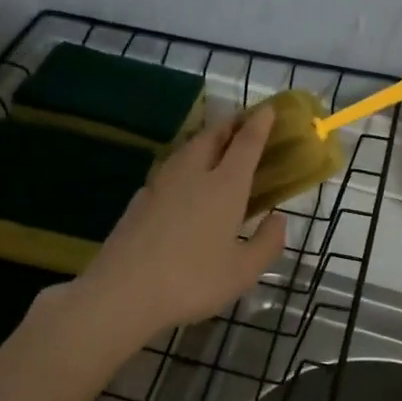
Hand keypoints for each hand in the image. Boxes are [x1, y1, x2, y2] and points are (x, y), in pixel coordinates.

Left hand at [70, 106, 287, 337]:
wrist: (124, 291)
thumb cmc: (193, 281)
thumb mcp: (243, 272)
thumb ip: (267, 243)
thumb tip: (278, 219)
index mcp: (224, 186)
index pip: (246, 143)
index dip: (259, 124)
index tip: (268, 109)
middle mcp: (193, 174)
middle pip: (212, 137)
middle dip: (229, 125)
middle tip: (242, 123)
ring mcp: (161, 184)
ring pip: (186, 149)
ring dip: (204, 140)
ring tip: (214, 145)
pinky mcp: (139, 199)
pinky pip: (168, 170)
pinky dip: (183, 164)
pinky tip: (181, 182)